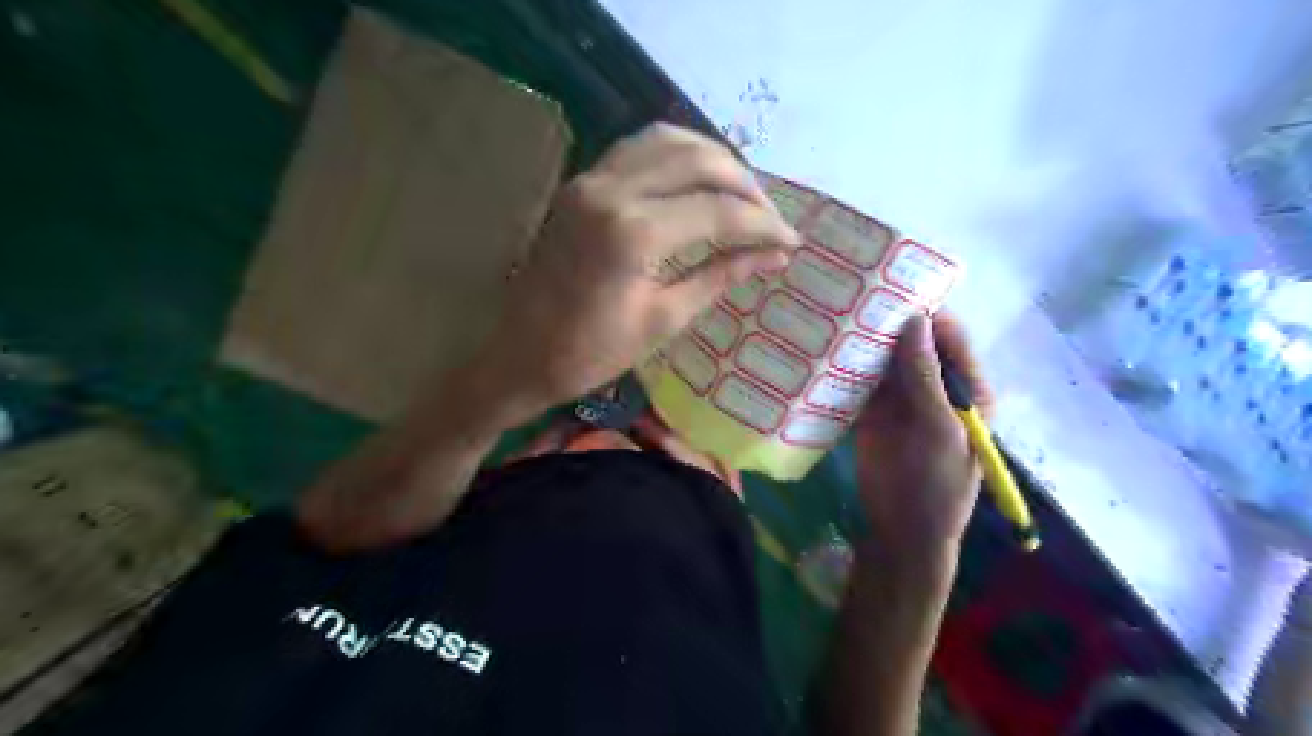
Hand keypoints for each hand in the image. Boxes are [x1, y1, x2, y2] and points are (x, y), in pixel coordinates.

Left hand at [480, 121, 799, 406]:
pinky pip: (637, 148)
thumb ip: (721, 277)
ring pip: (667, 140)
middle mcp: (612, 190)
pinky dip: (675, 153)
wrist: (520, 355)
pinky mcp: (581, 183)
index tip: (791, 241)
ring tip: (739, 193)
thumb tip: (775, 257)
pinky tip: (695, 179)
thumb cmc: (592, 353)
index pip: (719, 211)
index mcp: (633, 233)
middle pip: (698, 160)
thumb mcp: (664, 319)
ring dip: (712, 159)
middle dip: (745, 184)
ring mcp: (591, 180)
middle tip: (768, 216)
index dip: (763, 225)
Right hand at [858, 312, 988, 563]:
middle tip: (856, 295)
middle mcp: (934, 386)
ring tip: (837, 313)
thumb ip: (925, 375)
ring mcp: (901, 399)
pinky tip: (827, 347)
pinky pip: (862, 381)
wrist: (901, 529)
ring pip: (885, 360)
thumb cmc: (935, 482)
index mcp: (966, 389)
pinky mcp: (873, 411)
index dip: (927, 315)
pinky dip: (849, 366)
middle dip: (890, 324)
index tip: (895, 290)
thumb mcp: (938, 429)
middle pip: (913, 345)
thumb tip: (915, 319)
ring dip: (866, 342)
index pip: (949, 339)